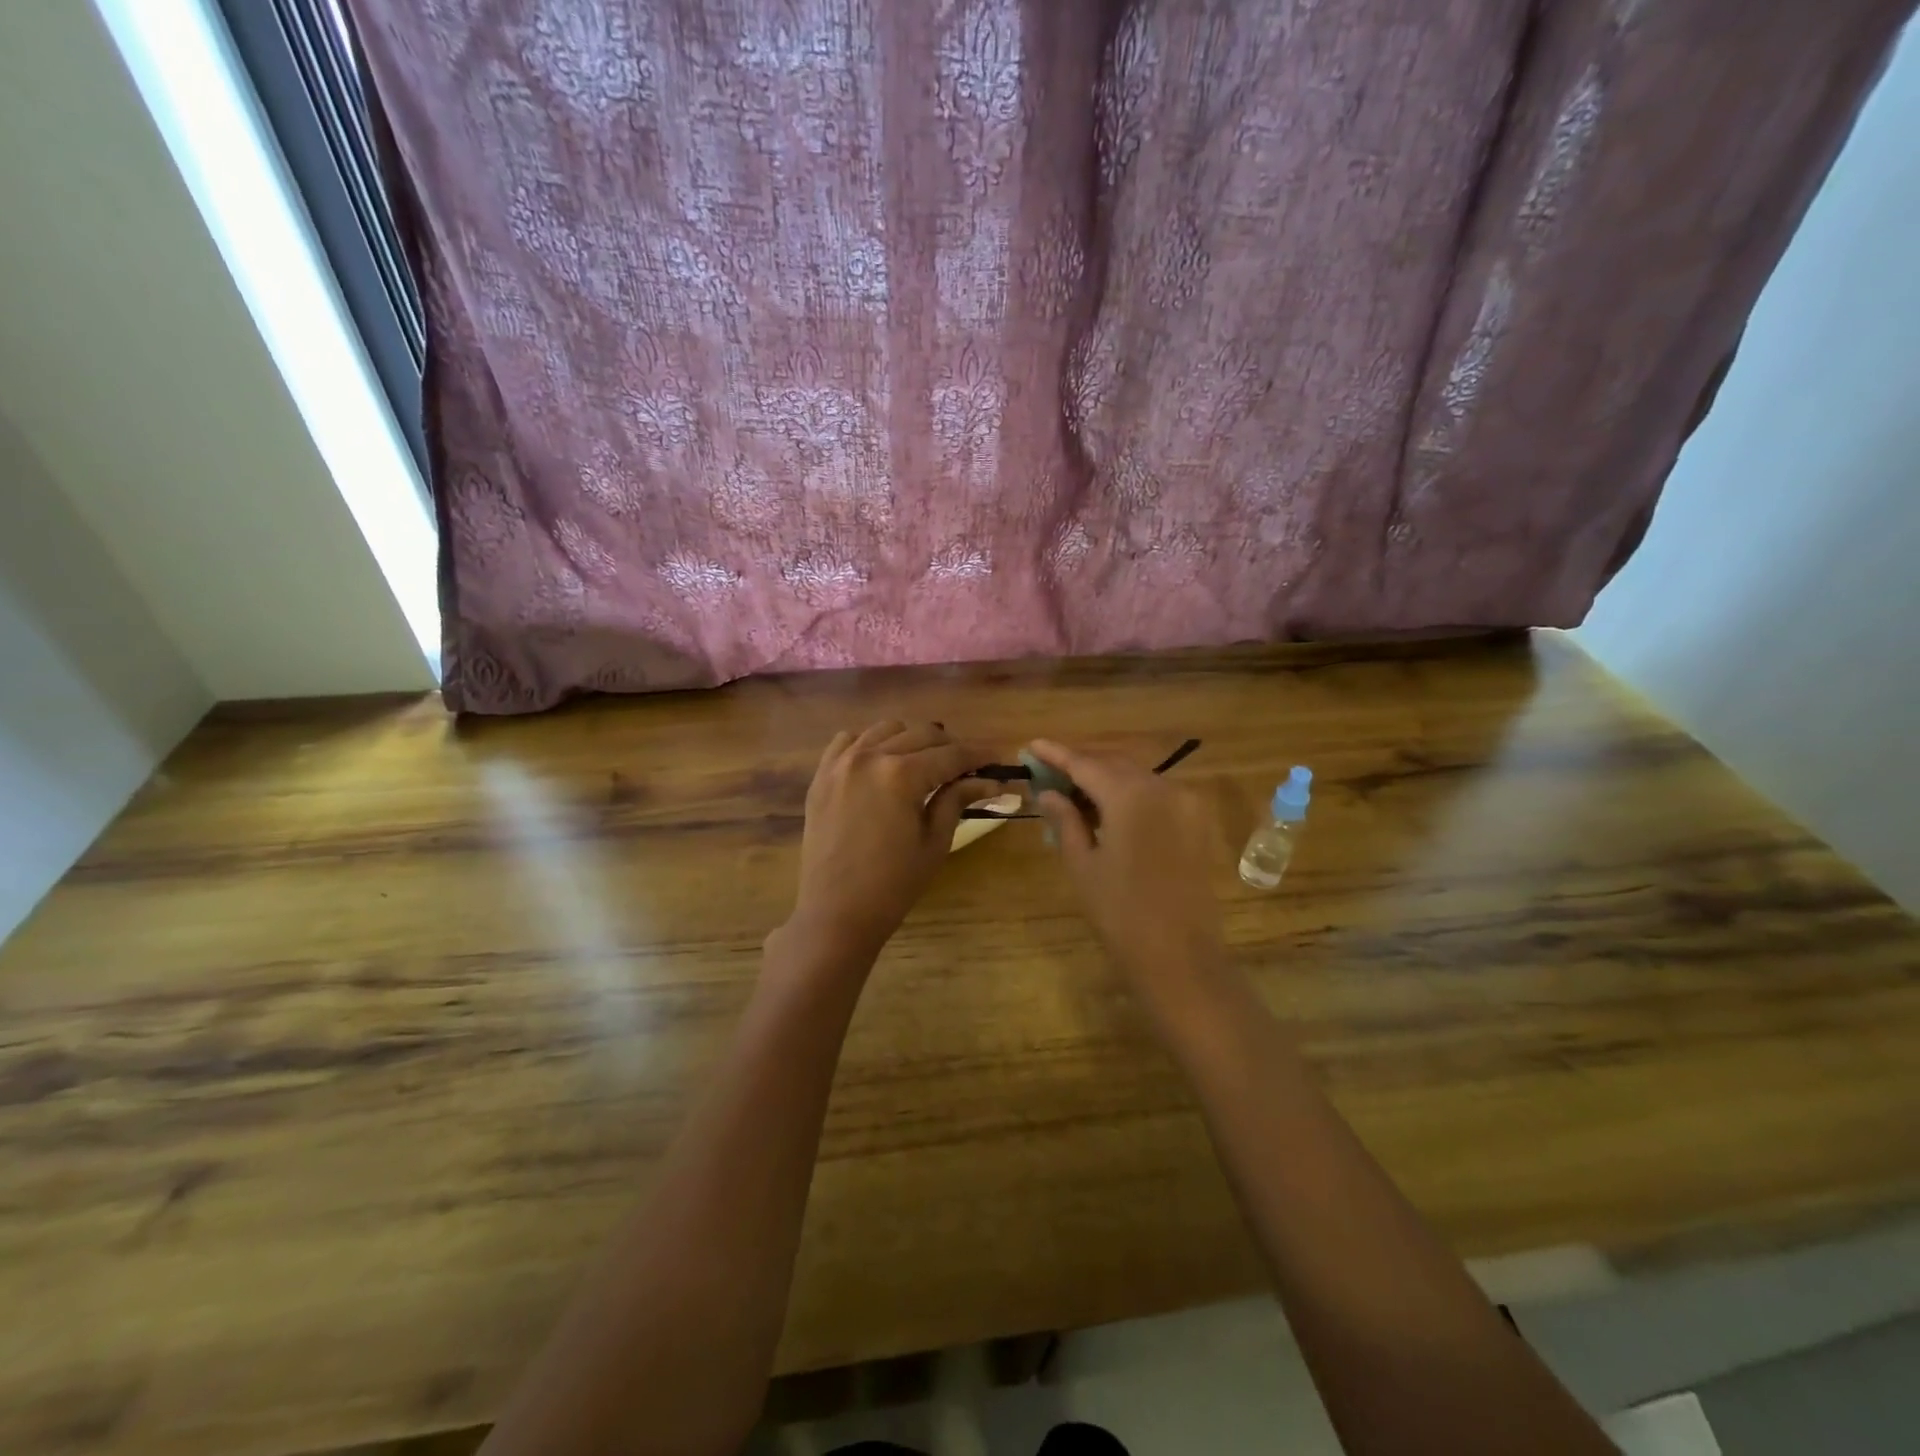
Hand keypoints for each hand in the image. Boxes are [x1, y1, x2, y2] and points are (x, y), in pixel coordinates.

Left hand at [784, 722, 994, 962]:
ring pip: (886, 729)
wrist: (835, 913)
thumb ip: (957, 800)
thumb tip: (990, 781)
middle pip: (921, 734)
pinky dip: (871, 744)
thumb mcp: (934, 842)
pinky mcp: (822, 775)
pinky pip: (848, 741)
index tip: (999, 758)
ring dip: (912, 740)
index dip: (979, 755)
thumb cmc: (893, 885)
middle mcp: (870, 756)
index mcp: (901, 775)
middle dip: (950, 747)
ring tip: (926, 763)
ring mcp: (841, 763)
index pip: (951, 754)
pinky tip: (883, 763)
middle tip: (968, 767)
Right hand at [1028, 739, 1226, 998]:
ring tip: (1074, 790)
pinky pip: (1157, 794)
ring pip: (1137, 776)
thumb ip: (1065, 820)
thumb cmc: (1121, 914)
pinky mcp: (1197, 822)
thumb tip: (1048, 792)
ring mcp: (1186, 803)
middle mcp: (1162, 787)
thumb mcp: (1083, 865)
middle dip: (1081, 764)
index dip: (1056, 754)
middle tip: (1049, 771)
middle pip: (1113, 764)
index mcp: (1130, 795)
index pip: (1085, 763)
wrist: (1181, 957)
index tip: (1031, 745)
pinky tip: (1108, 808)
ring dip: (1106, 778)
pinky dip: (1130, 793)